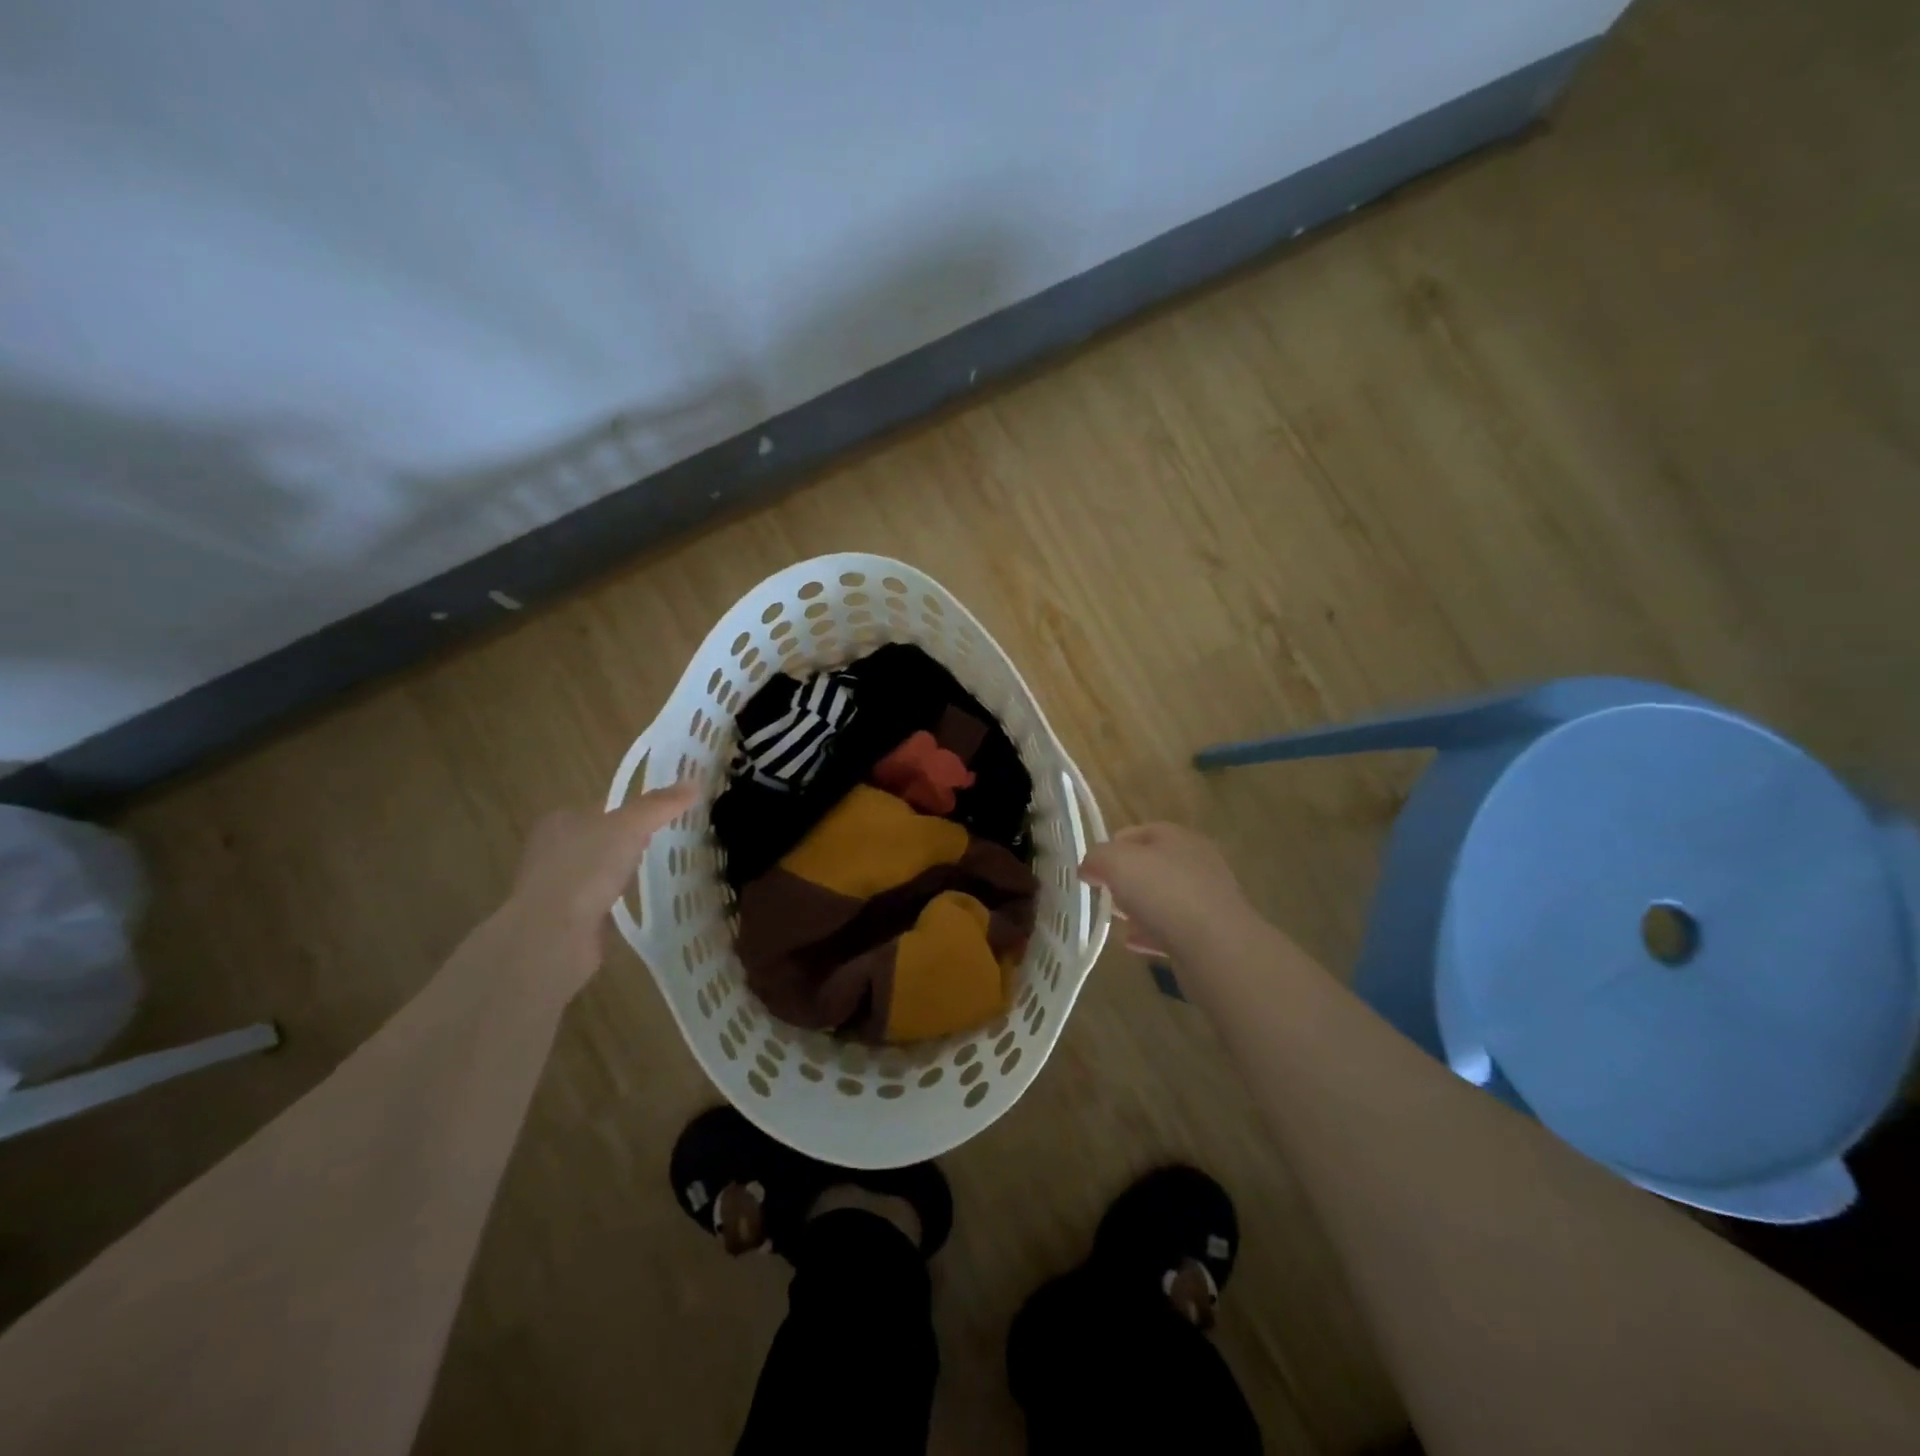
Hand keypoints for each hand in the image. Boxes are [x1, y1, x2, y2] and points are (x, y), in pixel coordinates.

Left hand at [506, 781, 699, 987]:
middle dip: (629, 842)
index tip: (665, 819)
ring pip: (598, 870)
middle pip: (601, 837)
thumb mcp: (630, 826)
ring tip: (655, 874)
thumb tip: (694, 784)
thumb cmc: (586, 869)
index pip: (603, 808)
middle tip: (665, 845)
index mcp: (560, 820)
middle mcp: (551, 849)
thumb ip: (659, 805)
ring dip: (621, 872)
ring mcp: (555, 885)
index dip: (634, 810)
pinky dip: (614, 900)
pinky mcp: (563, 917)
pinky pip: (597, 899)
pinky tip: (634, 903)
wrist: (553, 935)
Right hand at [1079, 823, 1256, 957]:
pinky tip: (1133, 944)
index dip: (1113, 846)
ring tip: (1117, 921)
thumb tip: (1088, 866)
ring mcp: (1206, 900)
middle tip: (1104, 894)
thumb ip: (1097, 858)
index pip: (1140, 832)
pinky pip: (1173, 929)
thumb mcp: (1117, 863)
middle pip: (1153, 866)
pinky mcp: (1210, 934)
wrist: (1217, 948)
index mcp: (1178, 838)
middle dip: (1126, 879)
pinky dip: (1152, 934)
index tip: (1092, 867)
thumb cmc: (1165, 893)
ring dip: (1140, 908)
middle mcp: (1197, 863)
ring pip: (1164, 899)